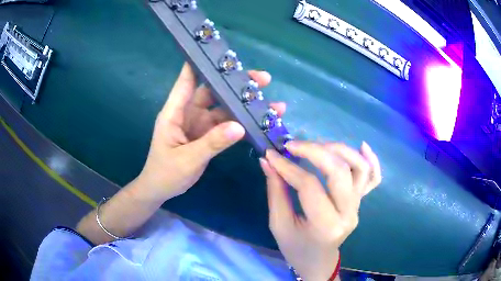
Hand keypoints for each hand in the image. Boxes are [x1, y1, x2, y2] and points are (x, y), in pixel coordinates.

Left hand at [135, 63, 285, 200]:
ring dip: (243, 105)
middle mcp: (188, 112)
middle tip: (262, 79)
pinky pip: (226, 125)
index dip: (201, 63)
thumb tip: (239, 126)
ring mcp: (199, 124)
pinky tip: (258, 122)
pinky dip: (241, 123)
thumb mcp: (187, 159)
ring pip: (223, 108)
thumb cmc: (165, 173)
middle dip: (236, 85)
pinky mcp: (206, 135)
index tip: (221, 52)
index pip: (187, 80)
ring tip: (271, 103)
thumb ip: (211, 143)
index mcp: (175, 112)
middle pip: (213, 91)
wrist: (161, 190)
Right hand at [260, 141, 381, 280]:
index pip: (309, 186)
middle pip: (339, 171)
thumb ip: (275, 191)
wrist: (318, 261)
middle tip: (293, 145)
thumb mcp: (279, 224)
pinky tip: (362, 146)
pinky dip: (372, 160)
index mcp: (325, 225)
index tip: (272, 154)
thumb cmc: (296, 247)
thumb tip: (268, 160)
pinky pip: (374, 178)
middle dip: (315, 151)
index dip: (288, 167)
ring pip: (360, 168)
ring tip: (318, 145)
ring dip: (340, 150)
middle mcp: (347, 213)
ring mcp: (358, 206)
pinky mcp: (361, 202)